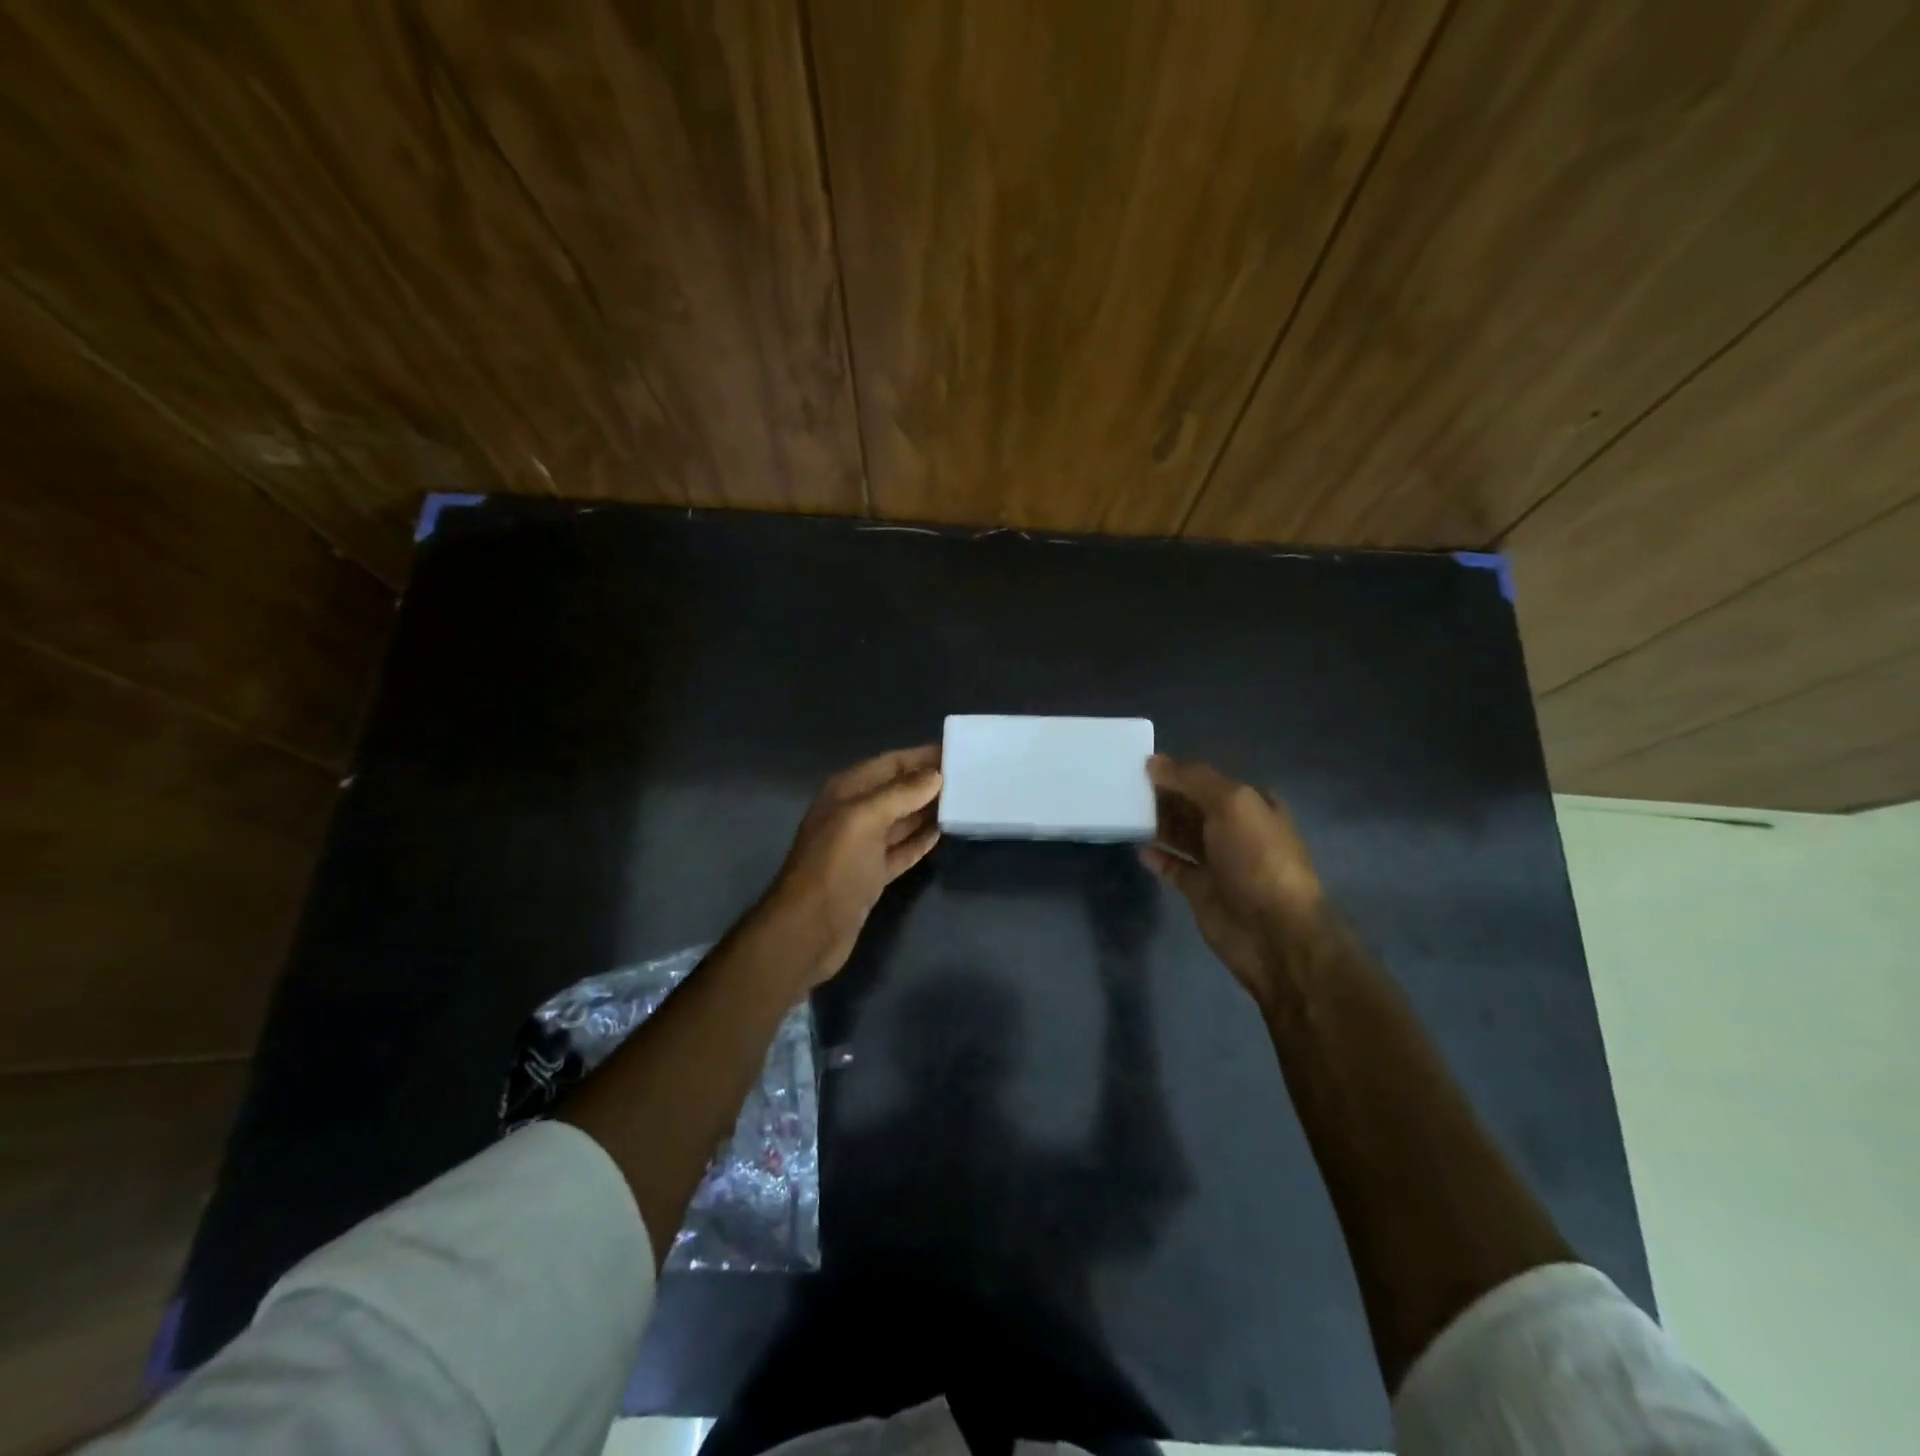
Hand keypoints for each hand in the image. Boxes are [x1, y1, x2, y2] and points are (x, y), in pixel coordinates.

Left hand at [759, 745, 943, 984]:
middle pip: (897, 790)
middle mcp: (853, 813)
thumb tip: (935, 775)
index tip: (958, 752)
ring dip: (928, 811)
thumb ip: (900, 793)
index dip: (921, 757)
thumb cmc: (834, 866)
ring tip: (964, 802)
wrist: (808, 929)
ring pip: (901, 820)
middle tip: (970, 778)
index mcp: (846, 791)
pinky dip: (920, 841)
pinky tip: (943, 833)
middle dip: (929, 783)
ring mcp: (862, 846)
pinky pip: (901, 850)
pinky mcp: (871, 874)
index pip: (890, 763)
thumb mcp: (865, 819)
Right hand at [1140, 754, 1324, 999]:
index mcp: (1252, 805)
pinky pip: (1174, 867)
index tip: (1142, 765)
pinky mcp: (1202, 891)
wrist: (1273, 932)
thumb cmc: (1257, 859)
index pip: (1208, 780)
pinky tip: (1139, 848)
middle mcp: (1236, 831)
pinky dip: (1158, 857)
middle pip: (1192, 806)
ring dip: (1157, 824)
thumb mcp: (1232, 804)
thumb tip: (1154, 762)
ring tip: (1124, 813)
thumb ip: (1192, 779)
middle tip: (1124, 787)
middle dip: (1163, 796)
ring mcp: (1219, 862)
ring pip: (1181, 835)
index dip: (1179, 771)